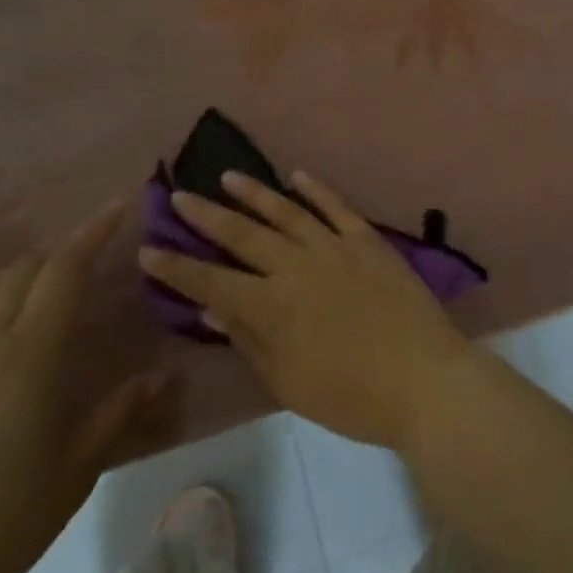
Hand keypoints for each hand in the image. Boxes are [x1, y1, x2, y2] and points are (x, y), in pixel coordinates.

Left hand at [0, 199, 169, 572]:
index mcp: (34, 353)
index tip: (119, 205)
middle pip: (26, 271)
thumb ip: (119, 413)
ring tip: (50, 267)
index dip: (93, 232)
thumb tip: (163, 376)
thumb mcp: (78, 467)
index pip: (66, 270)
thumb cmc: (4, 517)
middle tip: (96, 250)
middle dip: (63, 250)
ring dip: (22, 268)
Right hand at [138, 171, 477, 450]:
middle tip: (180, 195)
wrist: (424, 378)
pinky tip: (297, 176)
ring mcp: (335, 248)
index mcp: (271, 306)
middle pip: (243, 235)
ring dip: (255, 193)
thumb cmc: (351, 396)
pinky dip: (315, 189)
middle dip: (207, 216)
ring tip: (228, 176)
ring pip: (286, 211)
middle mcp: (297, 267)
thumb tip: (212, 307)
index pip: (210, 281)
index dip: (176, 267)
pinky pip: (337, 207)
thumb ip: (249, 340)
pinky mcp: (368, 241)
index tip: (148, 249)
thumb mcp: (288, 382)